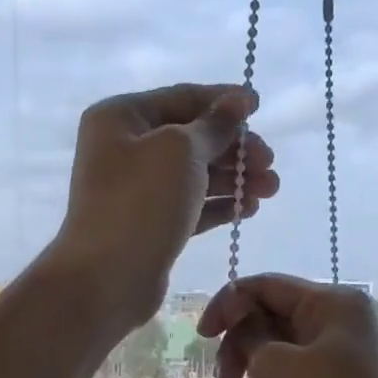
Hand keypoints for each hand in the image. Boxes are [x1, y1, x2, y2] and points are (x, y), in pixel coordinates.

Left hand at [49, 84, 278, 330]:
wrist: (107, 278)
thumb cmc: (140, 203)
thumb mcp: (181, 151)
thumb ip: (214, 126)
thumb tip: (236, 101)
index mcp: (121, 118)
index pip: (182, 98)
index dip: (223, 101)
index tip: (260, 107)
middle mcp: (125, 149)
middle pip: (191, 139)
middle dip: (234, 148)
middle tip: (270, 163)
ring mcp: (136, 192)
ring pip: (194, 176)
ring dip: (234, 180)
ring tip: (271, 189)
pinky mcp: (149, 227)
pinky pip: (190, 207)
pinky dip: (219, 206)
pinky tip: (249, 209)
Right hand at [198, 274, 377, 377]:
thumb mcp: (272, 364)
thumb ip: (249, 330)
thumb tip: (242, 315)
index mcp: (333, 303)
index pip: (266, 286)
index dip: (227, 304)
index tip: (201, 337)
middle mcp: (341, 322)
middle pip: (273, 313)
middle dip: (239, 339)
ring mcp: (342, 357)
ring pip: (281, 345)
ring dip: (251, 362)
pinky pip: (293, 371)